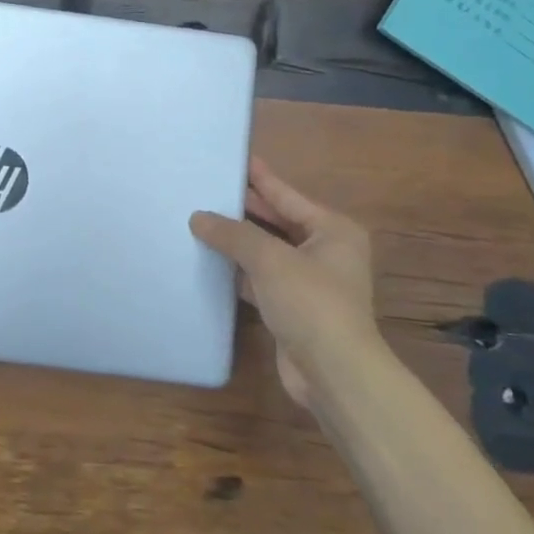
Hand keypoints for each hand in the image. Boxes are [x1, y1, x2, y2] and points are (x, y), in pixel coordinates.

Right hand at [190, 158, 379, 405]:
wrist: (334, 373)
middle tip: (210, 190)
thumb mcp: (269, 259)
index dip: (260, 178)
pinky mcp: (295, 310)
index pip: (288, 195)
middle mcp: (326, 252)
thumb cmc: (311, 302)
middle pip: (279, 222)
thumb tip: (198, 217)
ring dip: (240, 243)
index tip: (236, 159)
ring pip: (269, 252)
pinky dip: (241, 272)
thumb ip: (233, 234)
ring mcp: (312, 283)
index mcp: (333, 230)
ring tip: (203, 222)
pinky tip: (213, 263)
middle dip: (246, 210)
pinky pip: (263, 280)